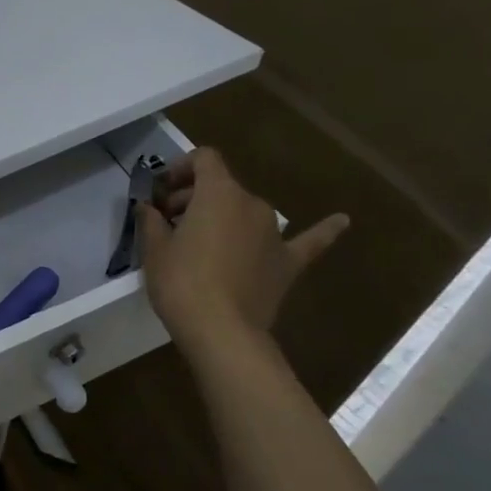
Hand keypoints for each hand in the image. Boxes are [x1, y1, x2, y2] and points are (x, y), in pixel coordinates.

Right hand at [138, 147, 347, 355]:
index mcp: (219, 193)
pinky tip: (342, 220)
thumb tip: (148, 208)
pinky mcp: (288, 263)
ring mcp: (276, 233)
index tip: (161, 191)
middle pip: (222, 186)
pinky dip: (323, 229)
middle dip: (193, 197)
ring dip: (225, 217)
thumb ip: (152, 221)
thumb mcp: (154, 249)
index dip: (180, 167)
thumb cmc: (181, 282)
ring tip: (205, 239)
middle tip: (168, 222)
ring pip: (247, 211)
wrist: (222, 331)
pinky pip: (308, 241)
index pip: (204, 159)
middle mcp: (252, 204)